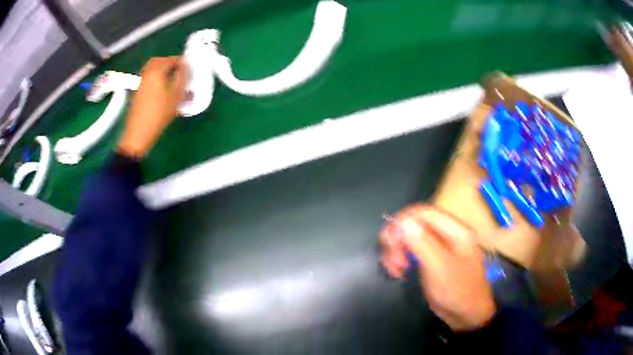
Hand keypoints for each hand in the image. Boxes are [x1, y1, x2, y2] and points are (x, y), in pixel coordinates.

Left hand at [118, 56, 188, 157]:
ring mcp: (141, 83)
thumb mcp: (176, 95)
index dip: (182, 62)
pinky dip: (157, 80)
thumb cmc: (159, 113)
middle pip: (159, 62)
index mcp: (156, 70)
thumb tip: (188, 66)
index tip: (191, 68)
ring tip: (174, 82)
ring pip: (153, 71)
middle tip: (181, 71)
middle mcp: (147, 73)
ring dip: (163, 72)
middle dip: (170, 63)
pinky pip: (149, 80)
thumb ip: (183, 77)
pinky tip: (164, 91)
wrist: (138, 134)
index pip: (172, 59)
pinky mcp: (138, 93)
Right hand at [380, 205, 495, 330]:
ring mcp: (437, 247)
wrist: (466, 315)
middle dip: (398, 238)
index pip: (423, 212)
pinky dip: (399, 258)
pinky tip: (398, 272)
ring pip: (408, 237)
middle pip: (413, 223)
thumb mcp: (440, 268)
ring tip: (394, 269)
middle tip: (392, 259)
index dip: (403, 221)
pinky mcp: (429, 259)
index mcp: (455, 230)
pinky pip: (409, 250)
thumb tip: (402, 222)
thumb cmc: (458, 291)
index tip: (390, 241)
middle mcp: (446, 234)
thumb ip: (423, 244)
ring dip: (396, 250)